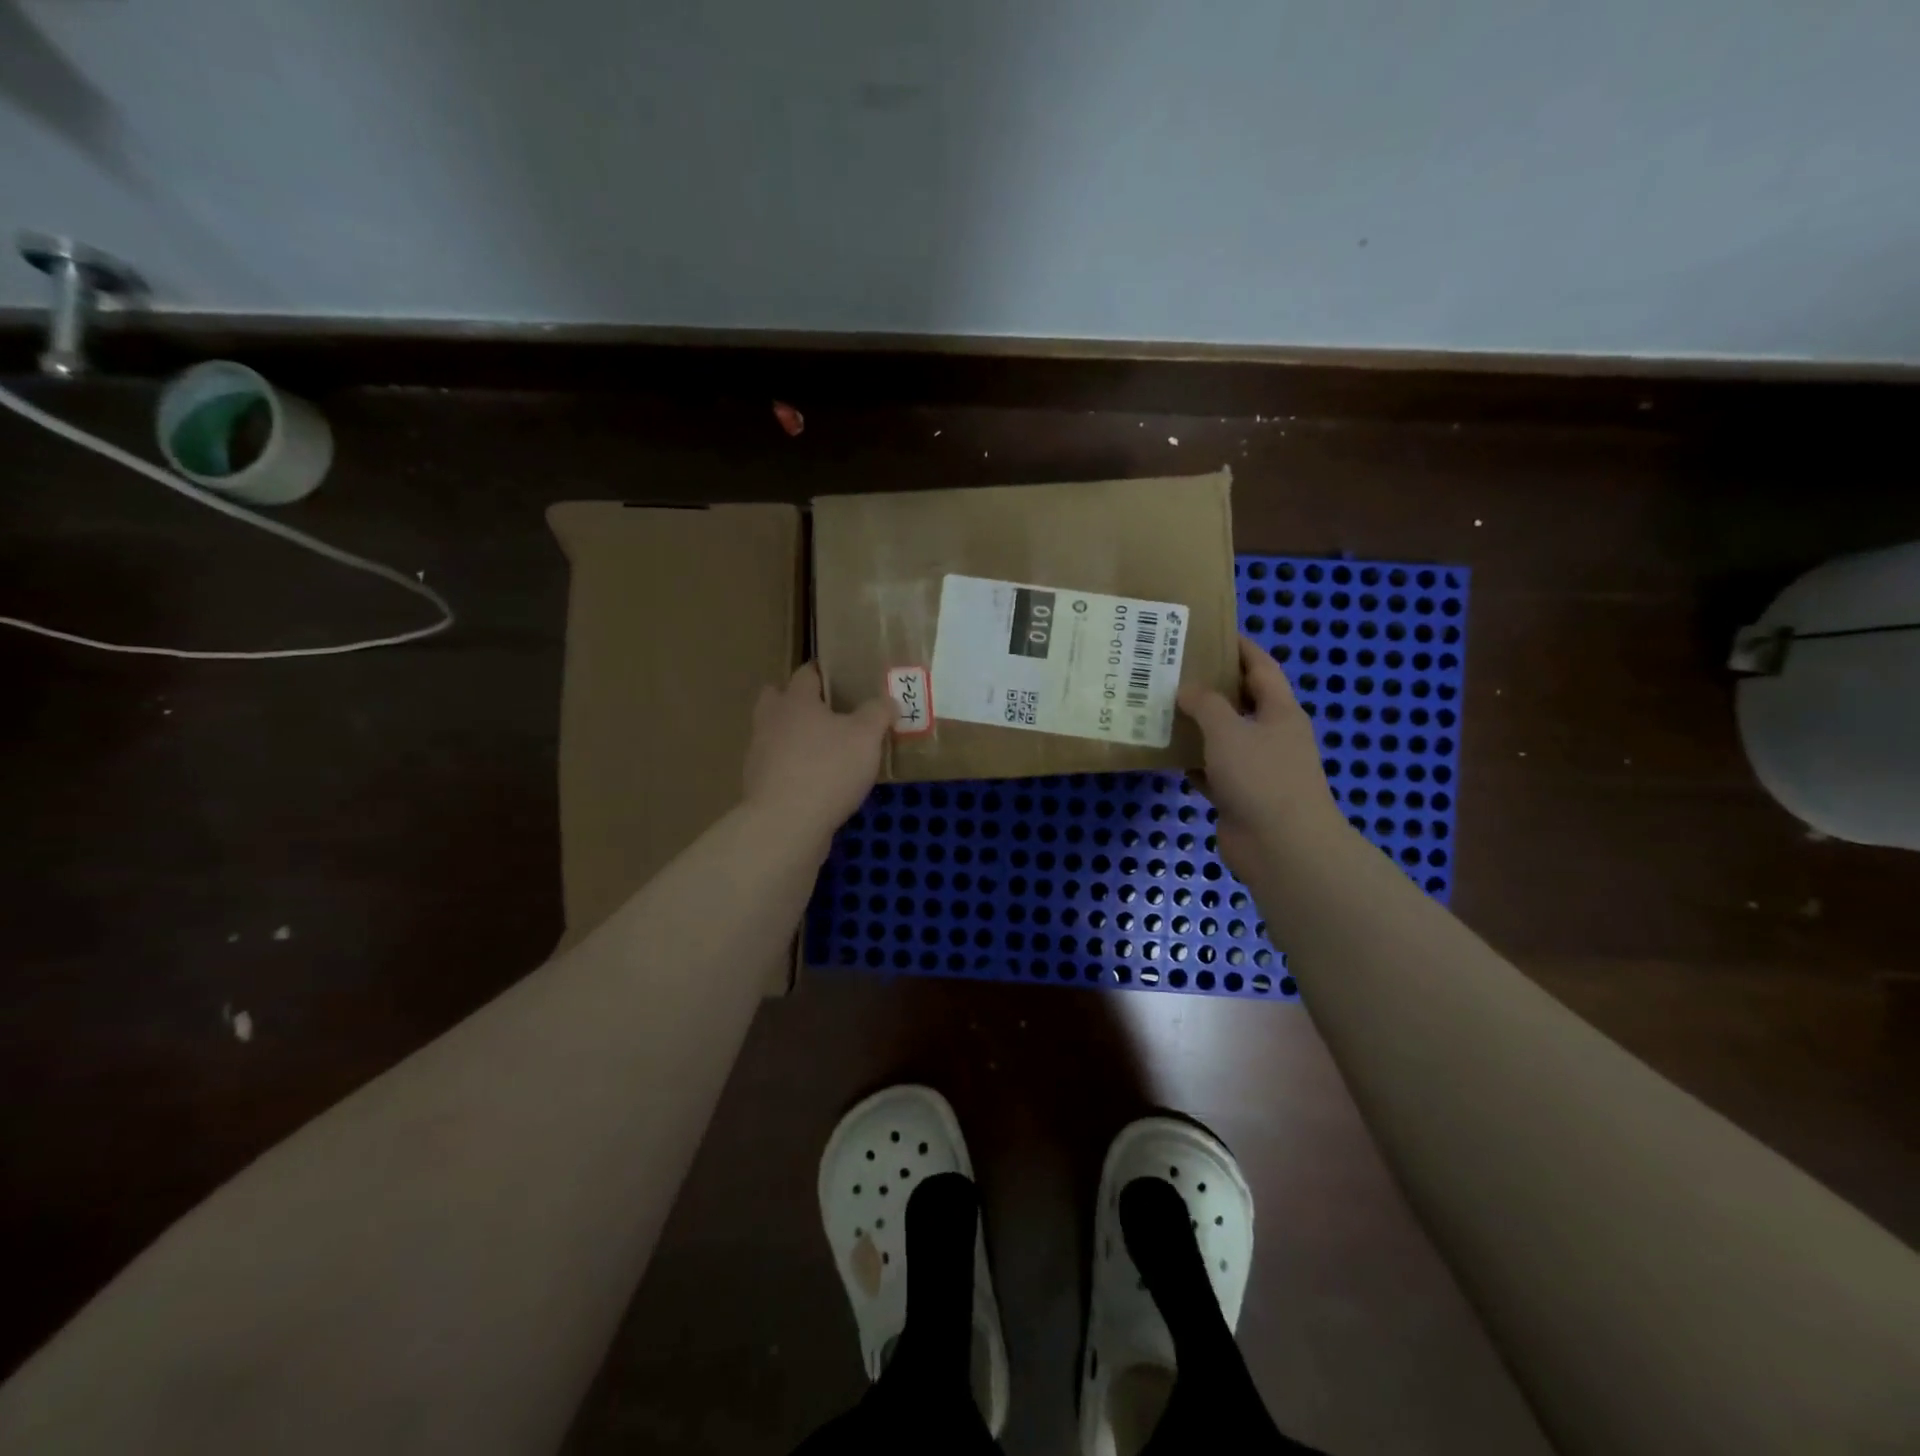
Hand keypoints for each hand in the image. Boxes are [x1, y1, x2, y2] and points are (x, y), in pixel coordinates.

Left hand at [743, 663, 892, 841]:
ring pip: (774, 734)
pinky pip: (777, 767)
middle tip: (824, 712)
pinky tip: (816, 783)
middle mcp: (771, 721)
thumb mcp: (866, 737)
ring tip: (824, 751)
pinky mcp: (759, 786)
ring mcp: (759, 755)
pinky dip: (792, 769)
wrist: (786, 824)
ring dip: (793, 737)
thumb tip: (888, 700)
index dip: (822, 673)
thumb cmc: (828, 769)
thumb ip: (878, 714)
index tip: (840, 677)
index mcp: (796, 701)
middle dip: (795, 701)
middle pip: (776, 699)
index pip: (806, 673)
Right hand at [1178, 636, 1342, 876]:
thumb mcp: (1229, 731)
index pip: (1261, 667)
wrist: (1282, 847)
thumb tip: (1187, 689)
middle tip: (1172, 669)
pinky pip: (1212, 769)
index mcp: (1280, 712)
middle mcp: (1271, 735)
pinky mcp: (1240, 795)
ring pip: (1223, 737)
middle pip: (1240, 701)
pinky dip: (1192, 761)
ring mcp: (1257, 768)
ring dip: (1196, 725)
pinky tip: (1165, 753)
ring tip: (1159, 707)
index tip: (1210, 631)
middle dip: (1210, 685)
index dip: (1239, 647)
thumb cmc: (1261, 778)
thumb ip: (1206, 705)